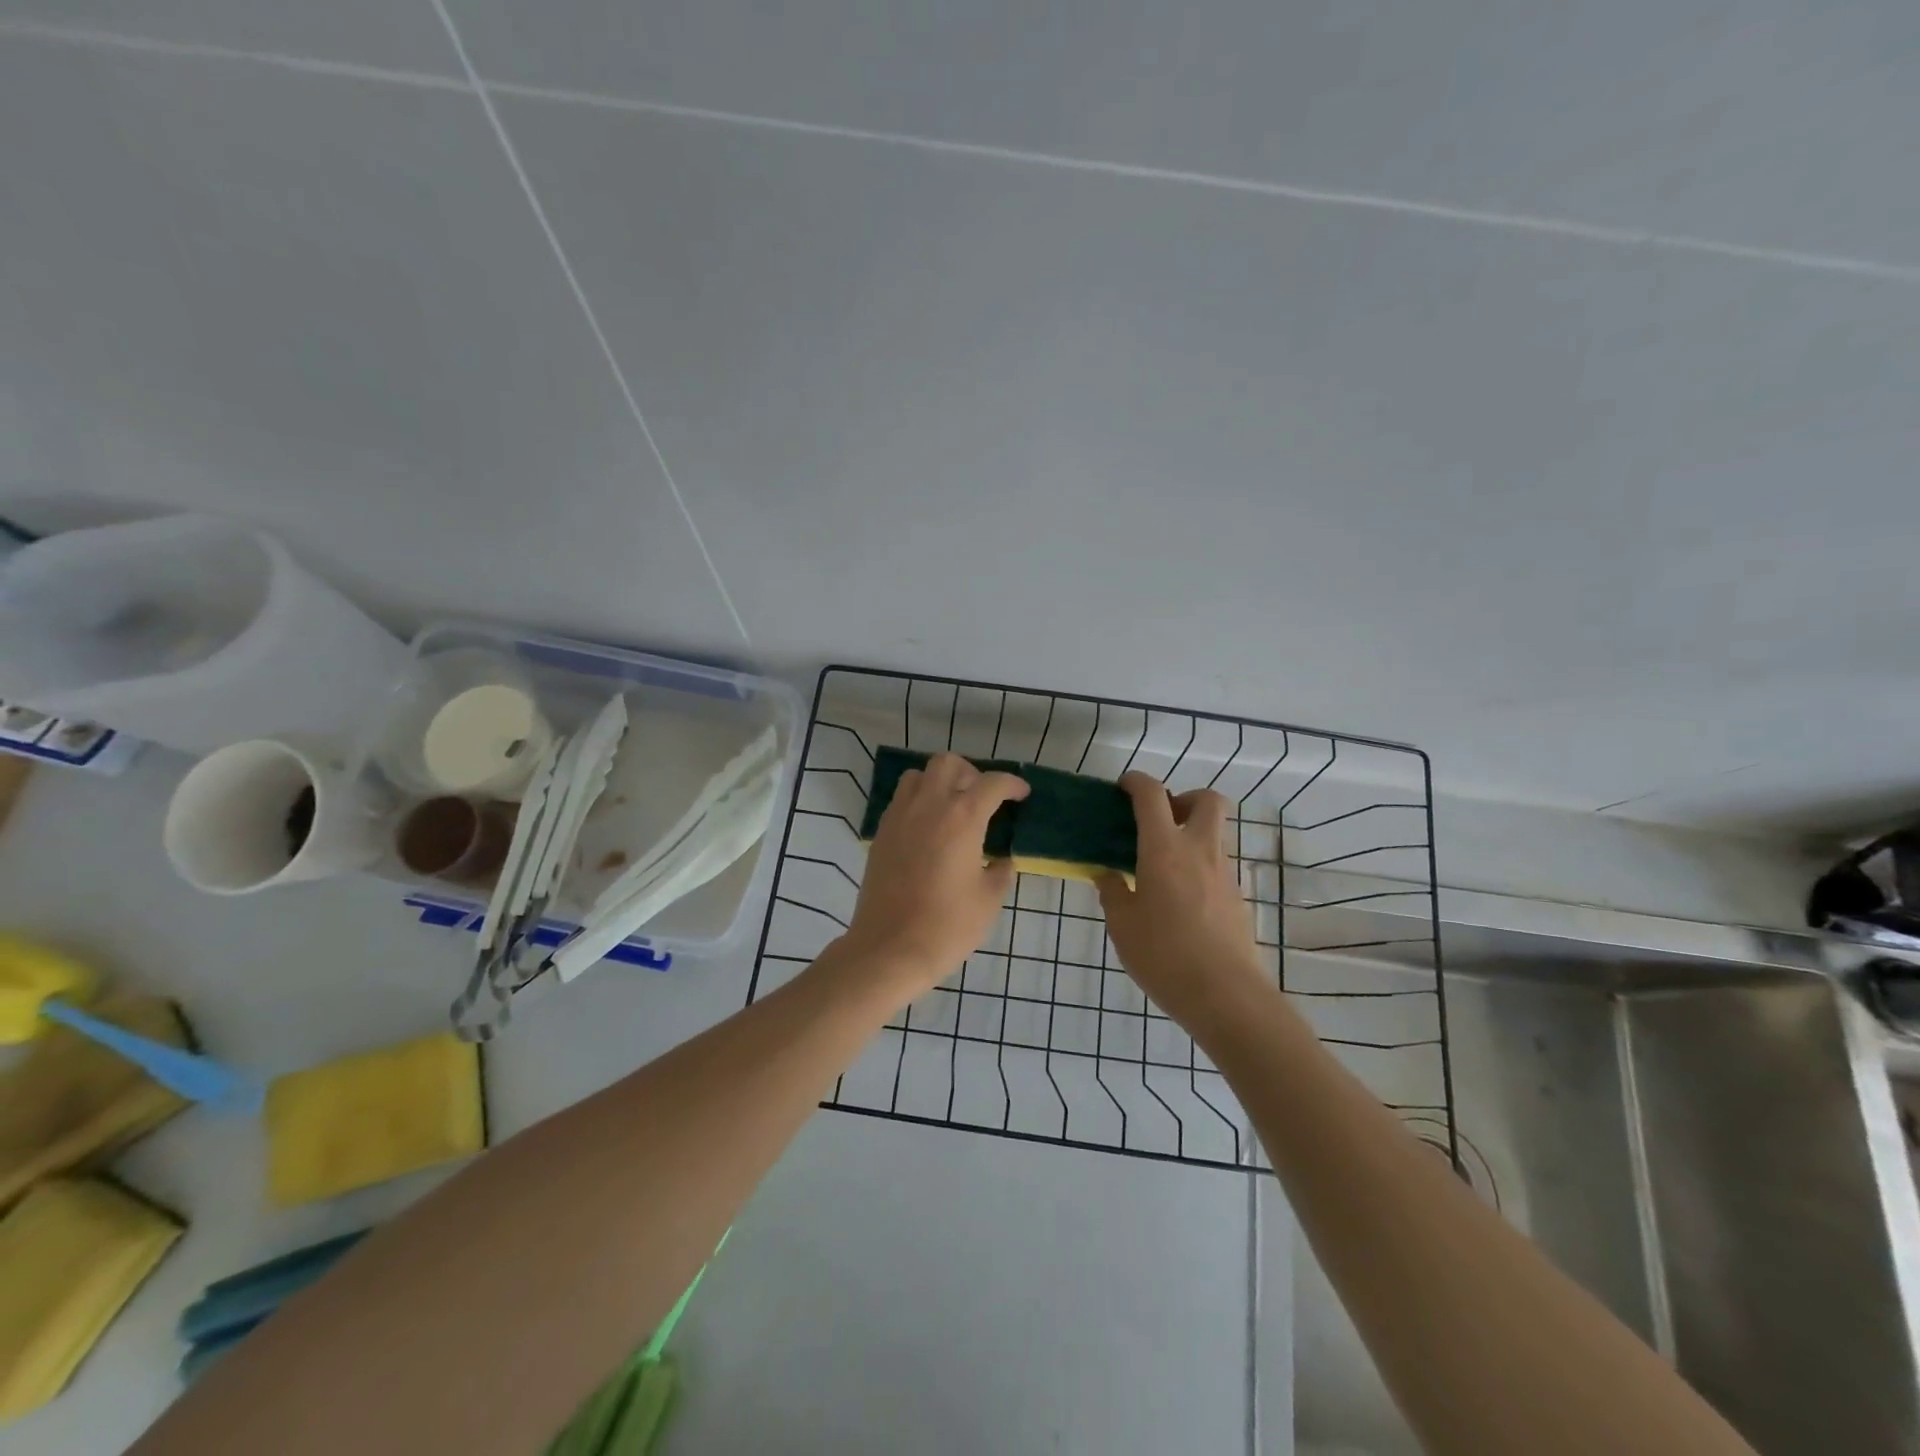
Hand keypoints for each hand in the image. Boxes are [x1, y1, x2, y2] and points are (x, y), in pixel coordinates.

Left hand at [841, 753, 1029, 1000]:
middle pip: (948, 764)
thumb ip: (1000, 871)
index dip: (1012, 784)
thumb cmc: (947, 926)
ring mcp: (899, 817)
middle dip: (971, 773)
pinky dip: (918, 801)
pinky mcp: (881, 833)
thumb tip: (1000, 860)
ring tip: (952, 808)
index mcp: (962, 817)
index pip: (992, 783)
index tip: (1021, 794)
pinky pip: (901, 800)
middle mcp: (928, 806)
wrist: (889, 948)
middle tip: (983, 798)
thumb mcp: (989, 899)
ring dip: (939, 782)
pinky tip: (929, 829)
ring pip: (918, 775)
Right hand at [1098, 773, 1270, 1028]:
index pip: (1152, 795)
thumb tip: (1109, 875)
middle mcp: (1200, 850)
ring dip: (1191, 835)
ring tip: (1161, 867)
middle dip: (1184, 798)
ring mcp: (1224, 874)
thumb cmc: (1164, 955)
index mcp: (1164, 849)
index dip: (1136, 782)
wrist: (1225, 996)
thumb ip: (1113, 892)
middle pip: (1207, 800)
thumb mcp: (1122, 925)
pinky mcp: (1237, 898)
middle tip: (1160, 821)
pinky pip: (1217, 866)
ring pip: (1214, 834)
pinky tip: (1178, 900)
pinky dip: (1198, 867)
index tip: (1123, 788)